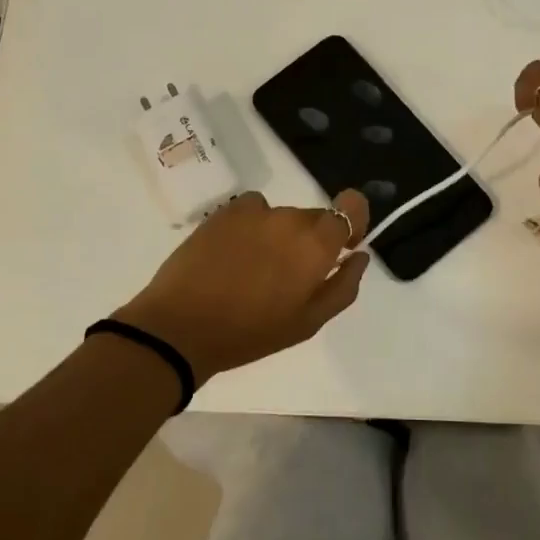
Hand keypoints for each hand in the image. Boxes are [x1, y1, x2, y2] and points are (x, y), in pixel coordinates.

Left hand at [113, 190, 371, 380]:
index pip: (351, 205)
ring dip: (279, 236)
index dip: (353, 218)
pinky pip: (253, 210)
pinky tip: (235, 254)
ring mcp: (255, 212)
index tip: (343, 244)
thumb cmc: (251, 333)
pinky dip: (252, 226)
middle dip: (312, 241)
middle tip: (289, 278)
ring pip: (282, 217)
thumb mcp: (308, 322)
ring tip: (255, 271)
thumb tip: (359, 256)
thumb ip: (343, 286)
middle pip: (315, 218)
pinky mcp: (224, 213)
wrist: (180, 327)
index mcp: (316, 244)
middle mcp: (290, 219)